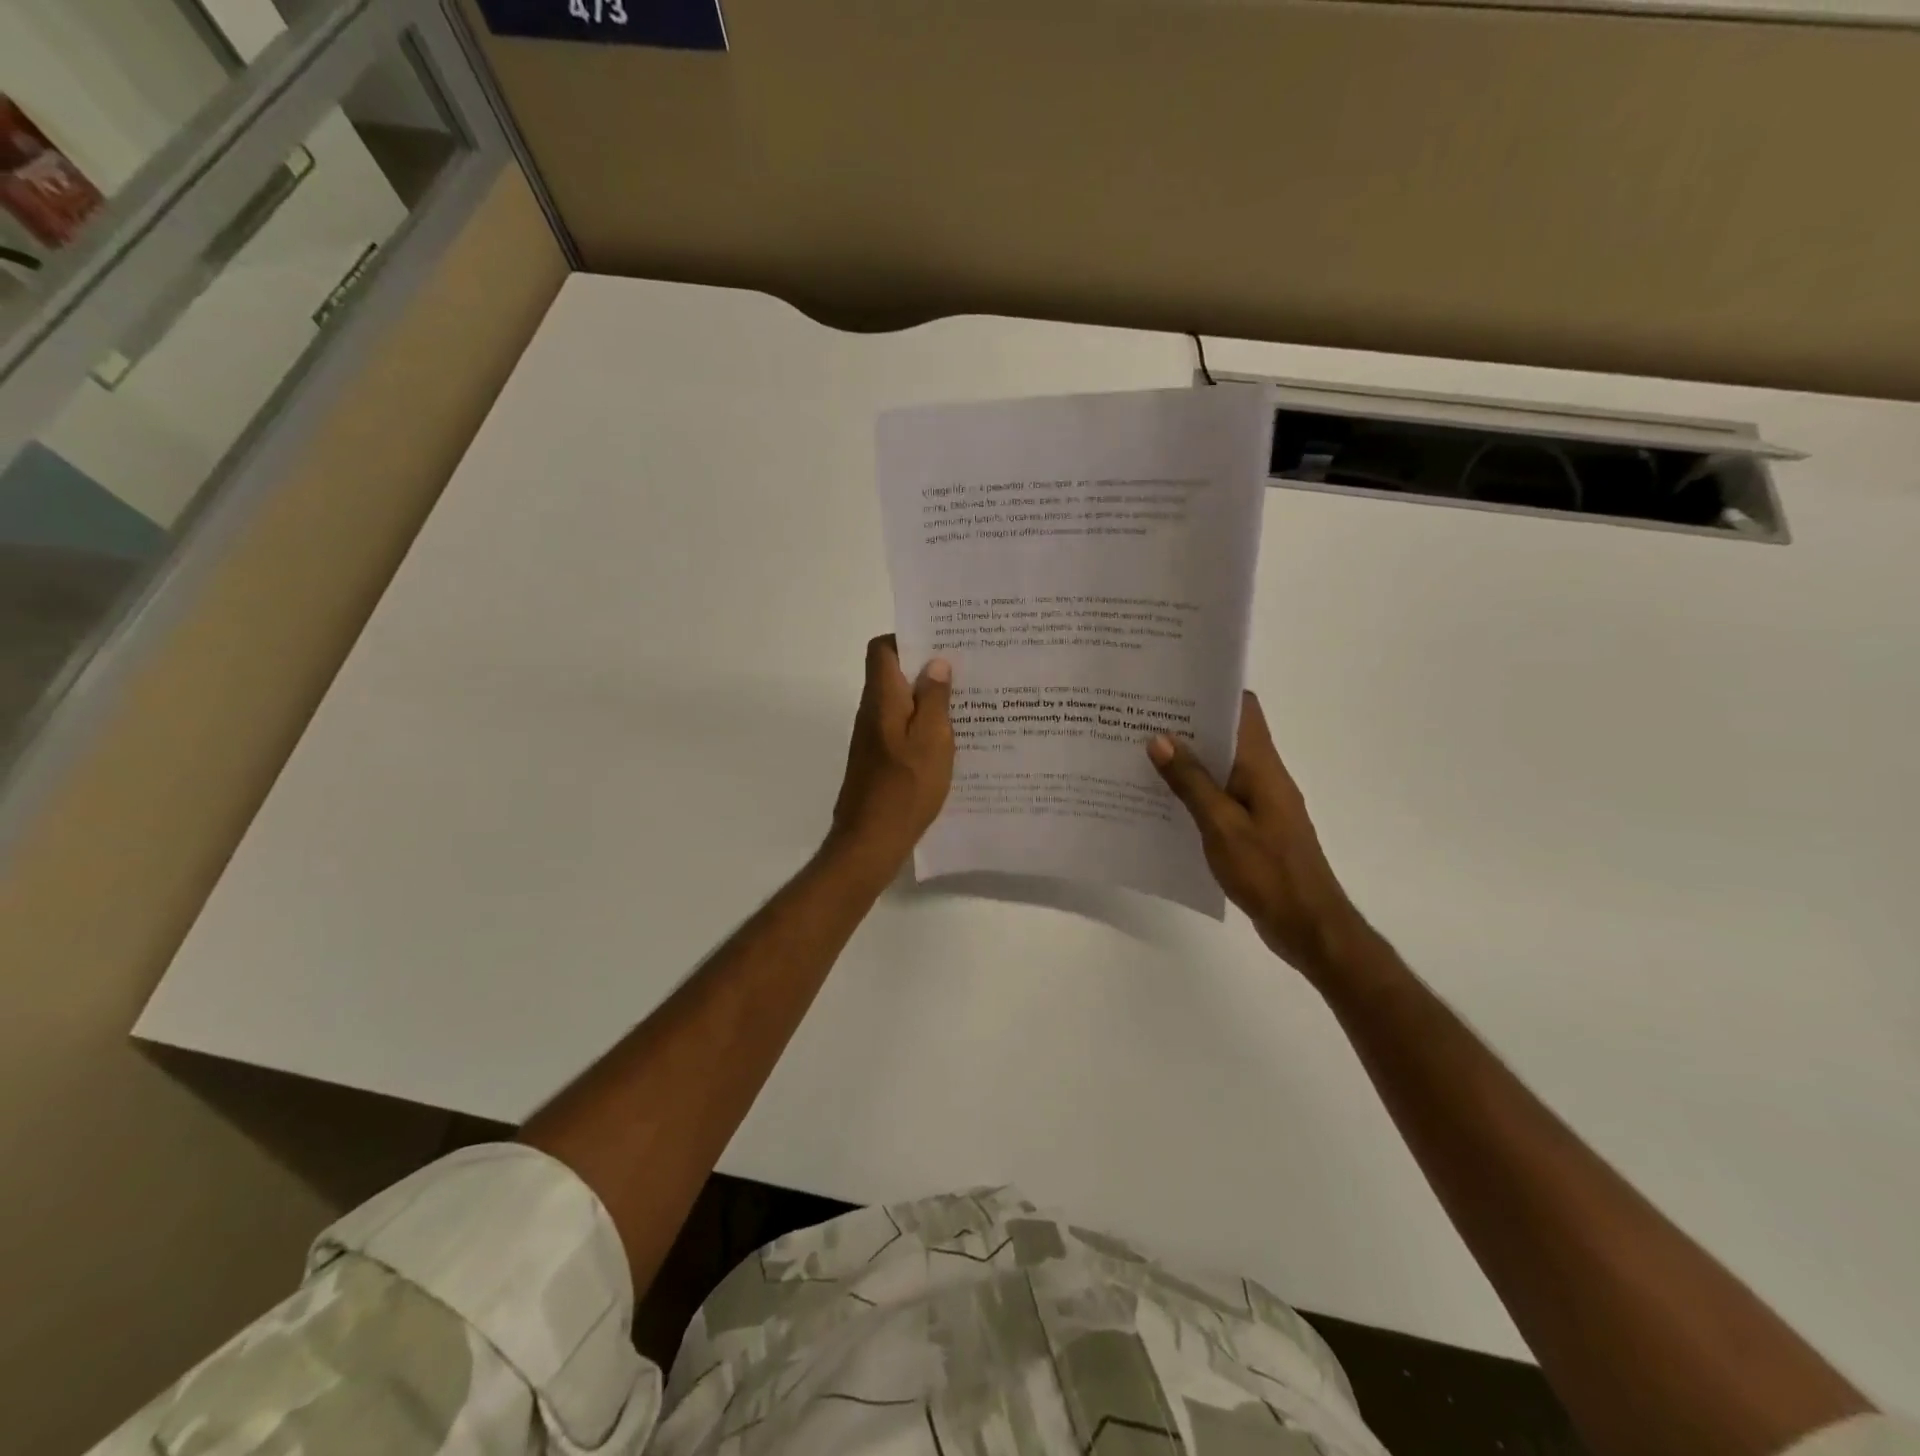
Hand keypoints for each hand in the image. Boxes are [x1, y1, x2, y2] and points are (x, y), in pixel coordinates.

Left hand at [829, 635, 954, 868]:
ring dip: (928, 698)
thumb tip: (935, 663)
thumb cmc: (905, 788)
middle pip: (893, 674)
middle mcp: (872, 712)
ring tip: (966, 701)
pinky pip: (902, 728)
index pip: (882, 649)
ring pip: (901, 703)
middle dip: (926, 667)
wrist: (871, 841)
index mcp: (882, 699)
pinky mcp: (879, 760)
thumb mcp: (932, 741)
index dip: (908, 638)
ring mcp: (873, 738)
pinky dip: (923, 725)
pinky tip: (951, 739)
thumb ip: (935, 700)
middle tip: (966, 670)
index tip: (942, 642)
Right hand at [1148, 693, 1369, 981]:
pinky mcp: (1252, 827)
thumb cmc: (1267, 872)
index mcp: (1262, 766)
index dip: (1211, 691)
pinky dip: (1192, 790)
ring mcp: (1259, 803)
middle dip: (1188, 724)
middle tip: (1140, 717)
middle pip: (1228, 735)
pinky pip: (1218, 796)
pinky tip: (1160, 798)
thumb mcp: (1221, 825)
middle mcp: (1263, 776)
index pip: (1244, 709)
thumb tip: (1160, 739)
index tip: (1171, 685)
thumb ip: (1191, 782)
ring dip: (1187, 759)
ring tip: (1140, 753)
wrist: (1307, 925)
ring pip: (1220, 767)